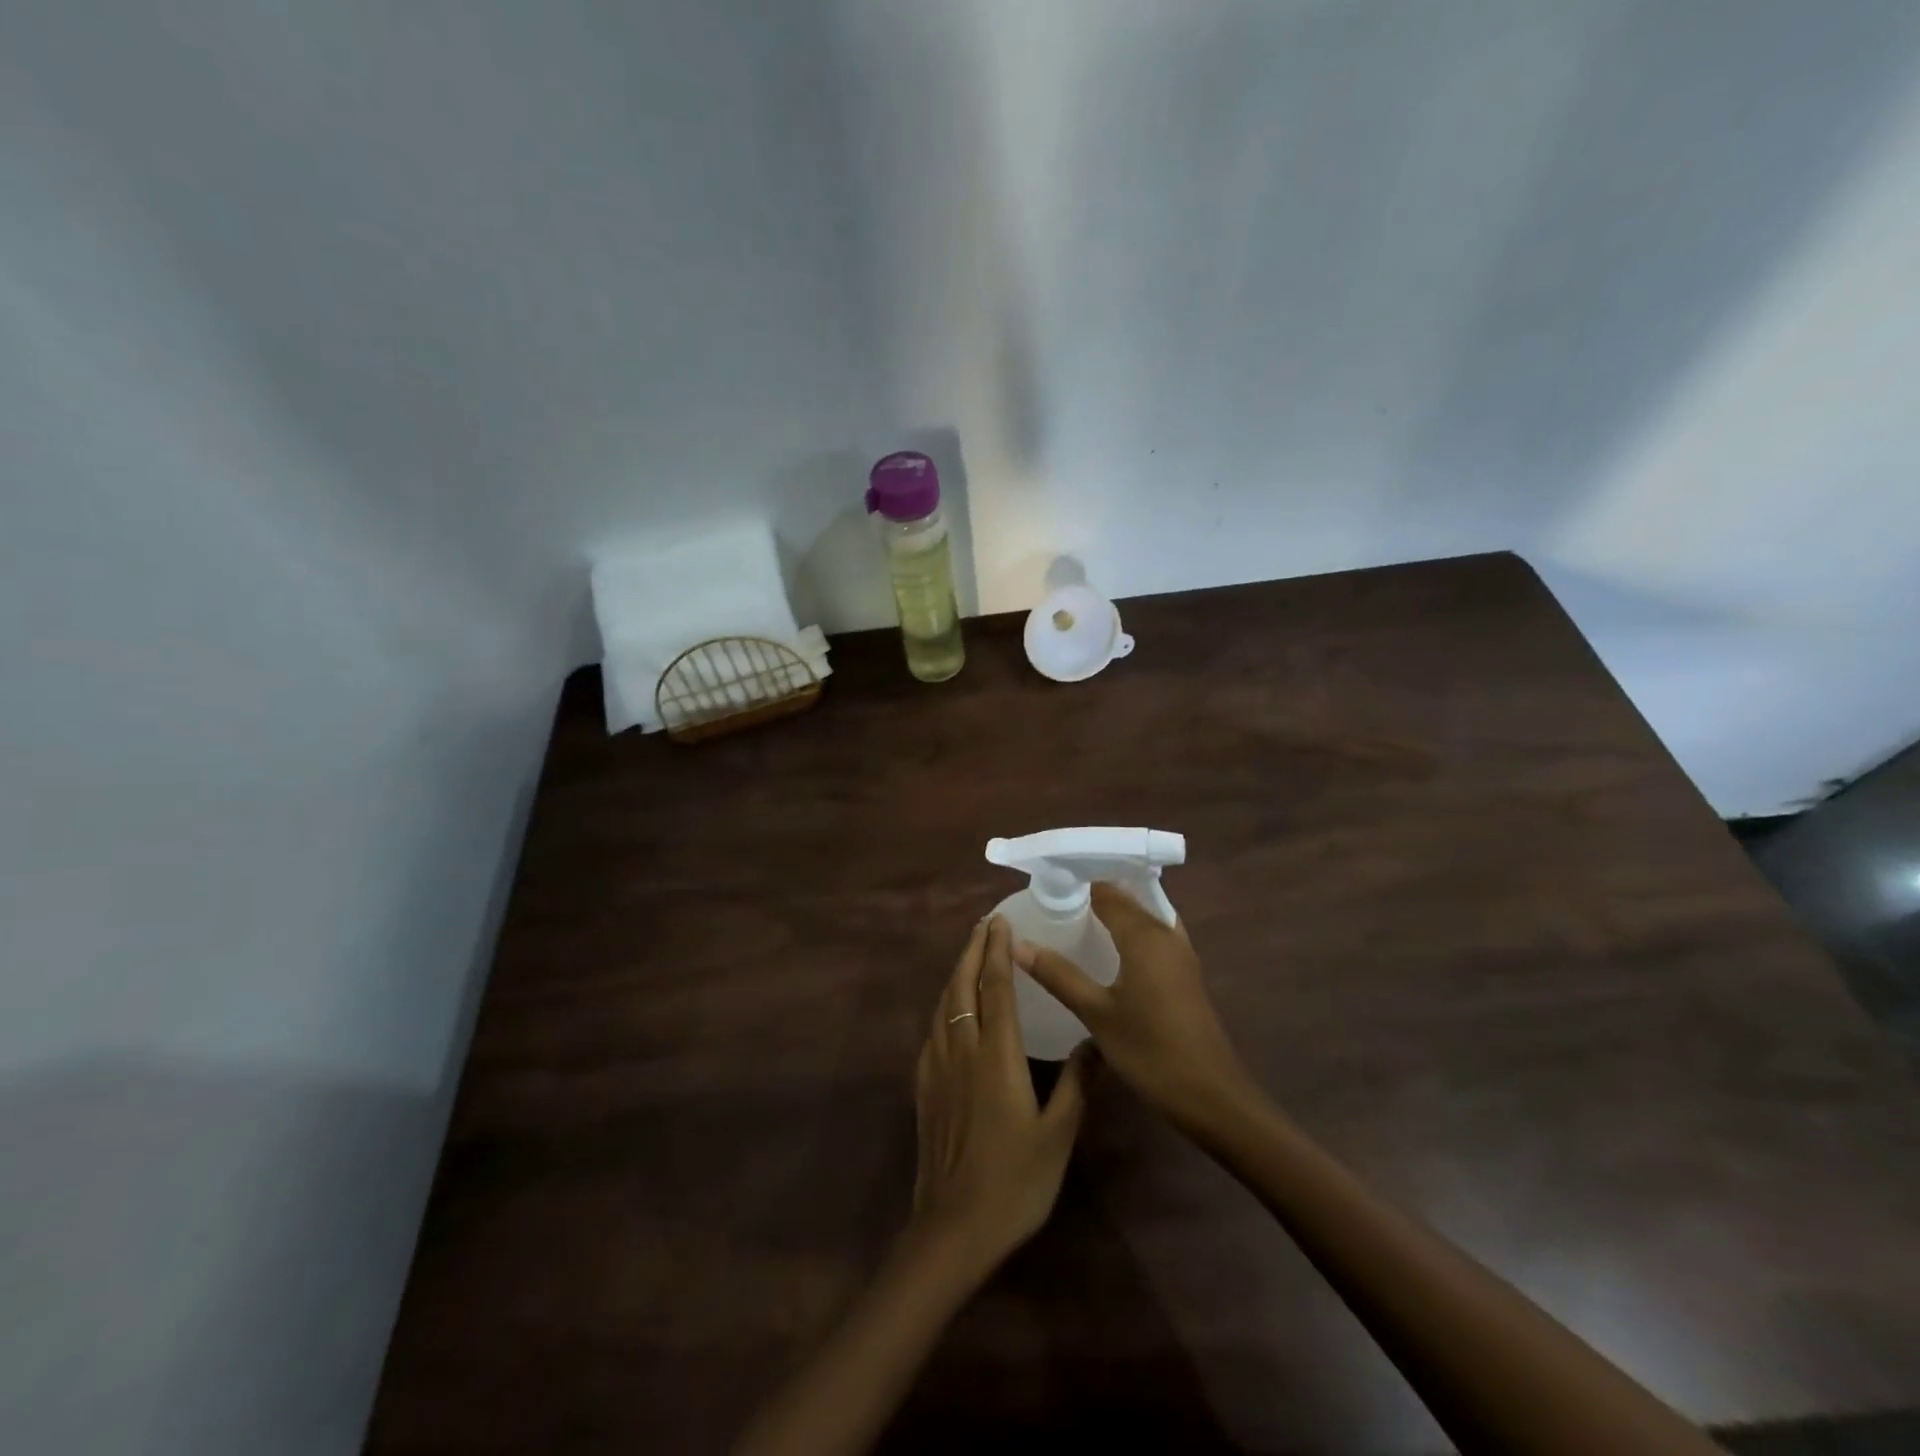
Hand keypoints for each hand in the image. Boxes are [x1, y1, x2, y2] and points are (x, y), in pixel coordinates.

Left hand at [909, 916, 1094, 1280]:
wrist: (954, 1227)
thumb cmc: (1015, 1182)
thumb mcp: (1059, 1136)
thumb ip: (1079, 1084)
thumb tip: (1099, 1043)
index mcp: (997, 1056)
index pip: (996, 988)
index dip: (999, 952)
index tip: (1000, 922)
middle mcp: (962, 1050)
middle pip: (963, 986)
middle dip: (973, 950)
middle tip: (984, 924)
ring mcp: (937, 1067)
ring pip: (943, 1005)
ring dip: (957, 973)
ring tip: (969, 954)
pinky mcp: (923, 1087)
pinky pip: (932, 1030)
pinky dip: (943, 1005)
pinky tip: (949, 1010)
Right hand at [1013, 883, 1247, 1126]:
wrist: (1212, 1096)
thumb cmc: (1151, 1051)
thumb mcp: (1096, 1014)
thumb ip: (1058, 975)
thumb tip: (1017, 944)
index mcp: (1145, 934)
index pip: (1107, 890)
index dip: (1078, 881)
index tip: (1046, 882)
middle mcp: (1166, 933)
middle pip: (1128, 898)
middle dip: (1095, 892)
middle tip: (1054, 898)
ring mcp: (1180, 953)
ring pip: (1144, 915)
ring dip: (1115, 911)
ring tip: (1076, 916)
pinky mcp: (1185, 972)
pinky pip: (1154, 934)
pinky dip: (1131, 930)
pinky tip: (1109, 949)